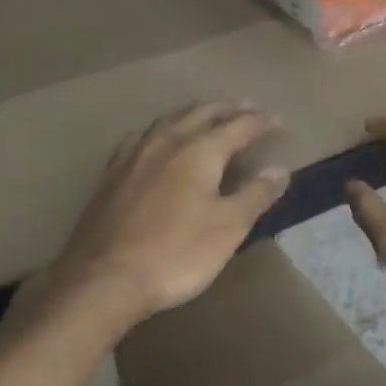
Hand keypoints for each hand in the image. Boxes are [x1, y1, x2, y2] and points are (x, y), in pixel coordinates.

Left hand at [43, 101, 287, 330]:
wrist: (105, 278)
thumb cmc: (176, 253)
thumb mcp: (228, 227)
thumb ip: (255, 194)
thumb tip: (280, 169)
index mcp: (199, 150)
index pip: (238, 126)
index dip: (260, 122)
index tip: (279, 120)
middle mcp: (165, 142)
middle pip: (201, 113)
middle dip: (227, 109)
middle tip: (247, 107)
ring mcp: (133, 156)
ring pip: (168, 121)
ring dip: (193, 114)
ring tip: (207, 116)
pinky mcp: (111, 174)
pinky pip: (143, 138)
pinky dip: (163, 131)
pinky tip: (158, 142)